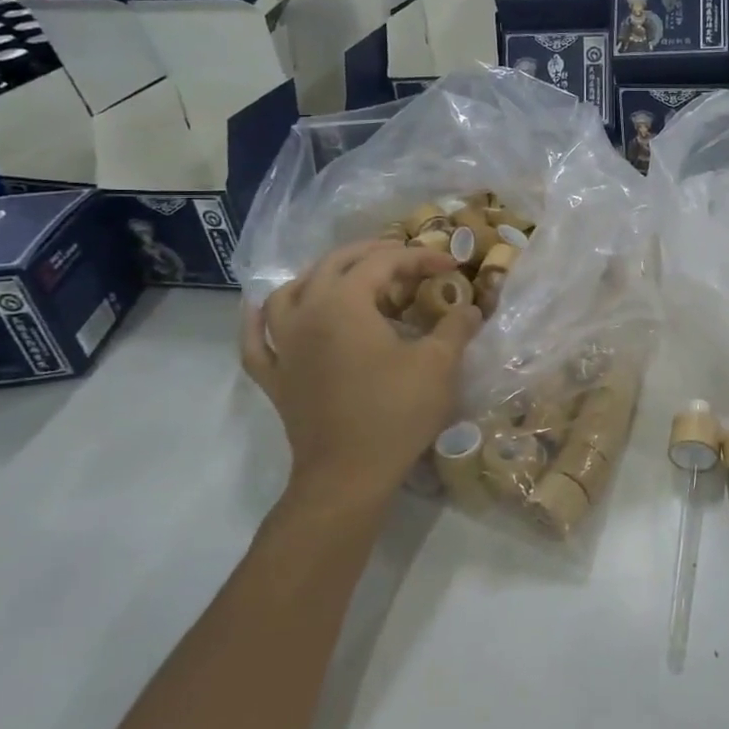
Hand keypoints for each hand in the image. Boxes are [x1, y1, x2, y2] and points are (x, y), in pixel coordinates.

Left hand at [241, 241, 481, 521]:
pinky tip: (265, 309)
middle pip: (335, 264)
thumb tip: (471, 308)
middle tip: (408, 260)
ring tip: (348, 277)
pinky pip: (257, 338)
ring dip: (322, 275)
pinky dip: (260, 318)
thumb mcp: (439, 364)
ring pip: (291, 291)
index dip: (420, 257)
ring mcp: (283, 345)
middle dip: (374, 254)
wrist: (348, 475)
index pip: (383, 262)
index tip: (451, 266)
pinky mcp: (275, 376)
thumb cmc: (396, 412)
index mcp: (345, 303)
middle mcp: (307, 313)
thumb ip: (456, 326)